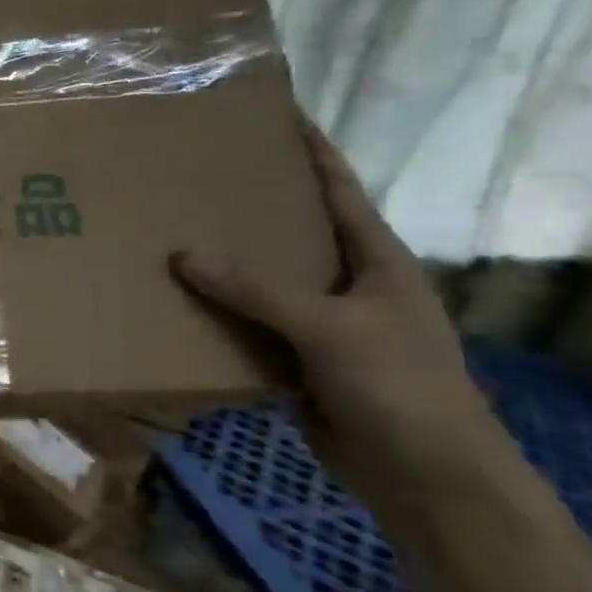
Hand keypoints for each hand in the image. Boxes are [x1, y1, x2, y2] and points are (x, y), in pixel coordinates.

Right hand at [171, 123, 511, 514]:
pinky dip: (216, 313)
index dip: (310, 150)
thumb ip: (257, 289)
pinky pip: (247, 325)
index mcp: (374, 259)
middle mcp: (346, 282)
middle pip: (292, 230)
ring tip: (167, 233)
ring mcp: (320, 323)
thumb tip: (181, 254)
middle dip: (247, 205)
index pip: (338, 189)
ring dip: (222, 263)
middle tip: (189, 177)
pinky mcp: (296, 359)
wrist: (424, 476)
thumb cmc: (398, 385)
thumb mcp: (330, 328)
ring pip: (262, 281)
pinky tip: (175, 301)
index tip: (270, 115)